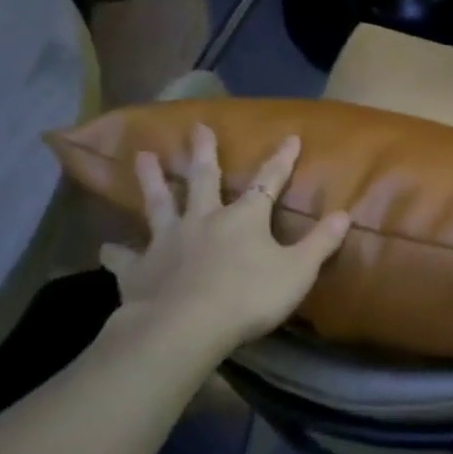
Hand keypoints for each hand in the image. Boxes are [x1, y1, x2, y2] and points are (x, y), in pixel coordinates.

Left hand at [100, 125, 350, 365]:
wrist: (186, 326)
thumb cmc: (249, 296)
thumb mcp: (298, 270)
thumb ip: (321, 243)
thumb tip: (345, 214)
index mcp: (244, 218)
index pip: (269, 181)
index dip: (281, 160)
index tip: (290, 137)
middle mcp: (204, 220)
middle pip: (203, 180)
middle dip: (204, 153)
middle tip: (196, 127)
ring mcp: (168, 241)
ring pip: (159, 204)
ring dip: (151, 180)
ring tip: (142, 157)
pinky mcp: (139, 269)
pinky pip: (126, 257)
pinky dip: (117, 252)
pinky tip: (107, 248)